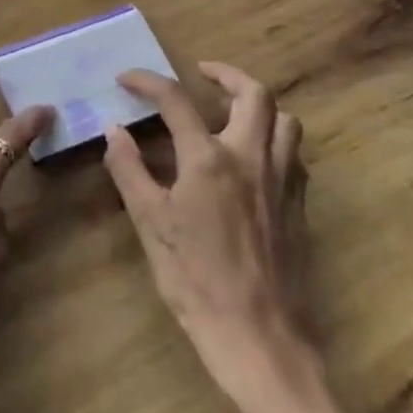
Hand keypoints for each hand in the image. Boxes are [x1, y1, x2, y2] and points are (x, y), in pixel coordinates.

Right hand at [104, 62, 317, 412]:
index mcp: (209, 159)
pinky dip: (275, 140)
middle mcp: (251, 158)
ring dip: (259, 104)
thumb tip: (114, 130)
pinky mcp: (298, 207)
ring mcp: (282, 182)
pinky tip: (254, 158)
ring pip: (285, 121)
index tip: (126, 78)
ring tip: (232, 110)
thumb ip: (129, 169)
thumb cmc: (194, 279)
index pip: (176, 100)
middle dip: (226, 74)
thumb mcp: (149, 223)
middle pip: (254, 94)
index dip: (148, 81)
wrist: (258, 338)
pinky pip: (295, 155)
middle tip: (201, 74)